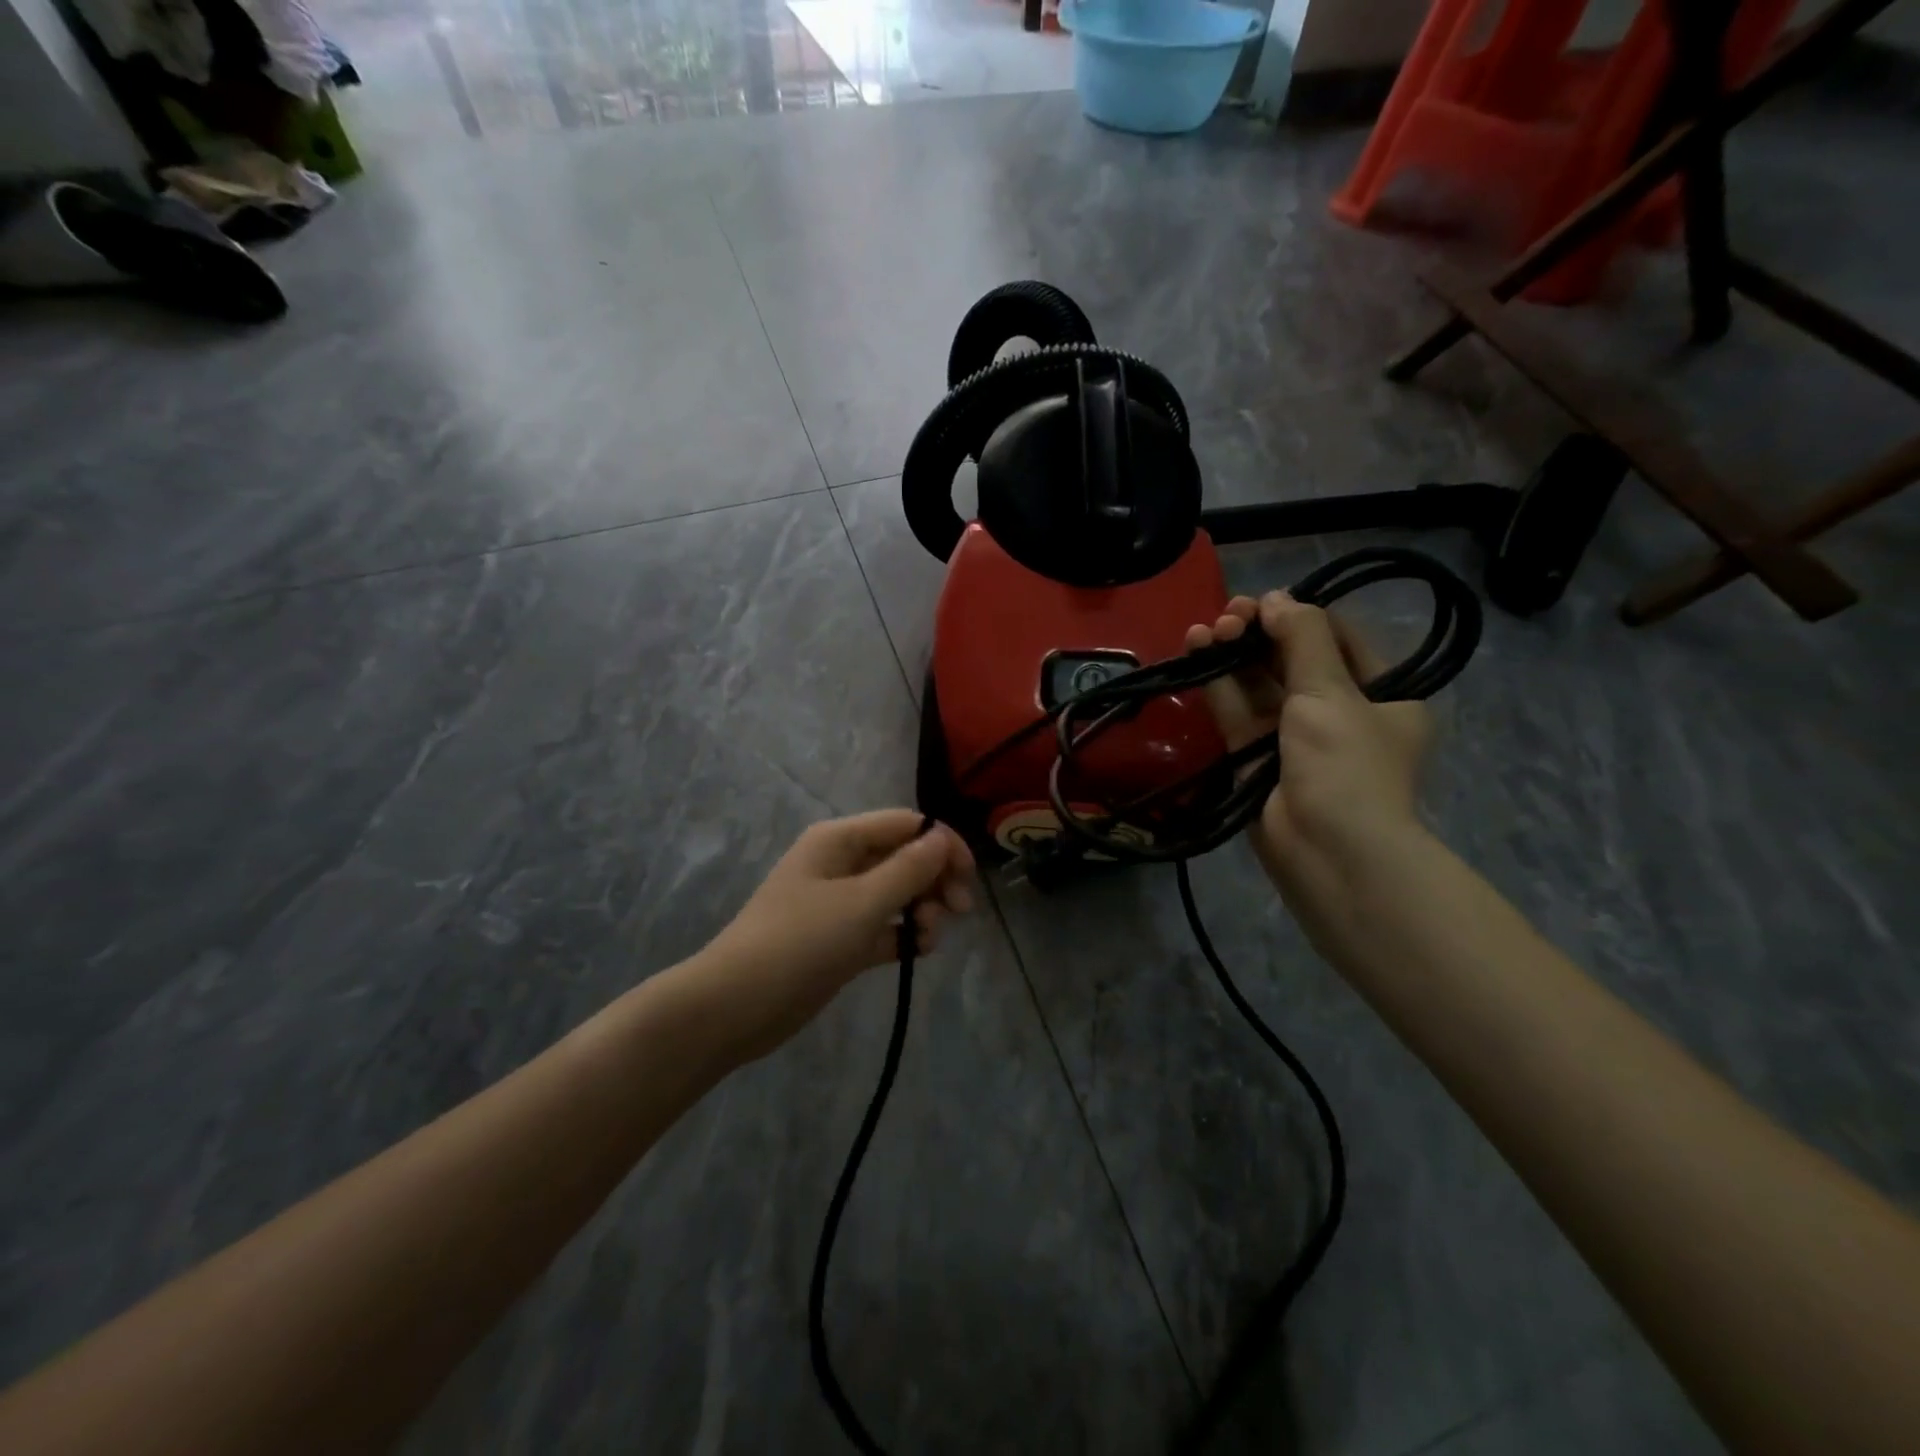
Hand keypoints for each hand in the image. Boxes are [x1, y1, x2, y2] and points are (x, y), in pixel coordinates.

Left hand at [692, 810, 975, 1060]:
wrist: (736, 1005)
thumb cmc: (800, 942)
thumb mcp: (862, 902)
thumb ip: (908, 869)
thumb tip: (942, 838)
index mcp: (840, 840)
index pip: (906, 825)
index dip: (942, 844)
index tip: (968, 879)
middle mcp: (841, 863)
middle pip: (904, 858)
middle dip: (934, 880)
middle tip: (958, 912)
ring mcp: (840, 903)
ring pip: (897, 894)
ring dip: (922, 910)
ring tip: (927, 939)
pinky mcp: (840, 940)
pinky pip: (884, 927)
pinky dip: (903, 935)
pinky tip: (917, 952)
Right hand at [1186, 592, 1430, 952]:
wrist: (1328, 852)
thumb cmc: (1346, 764)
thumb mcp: (1332, 692)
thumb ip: (1302, 639)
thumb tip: (1277, 599)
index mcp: (1383, 694)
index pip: (1339, 639)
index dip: (1301, 615)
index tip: (1264, 602)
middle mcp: (1341, 712)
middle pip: (1295, 659)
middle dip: (1260, 634)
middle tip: (1228, 615)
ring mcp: (1295, 737)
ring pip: (1260, 684)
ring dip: (1234, 655)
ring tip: (1205, 630)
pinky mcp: (1257, 757)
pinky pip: (1238, 711)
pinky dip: (1219, 684)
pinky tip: (1196, 654)